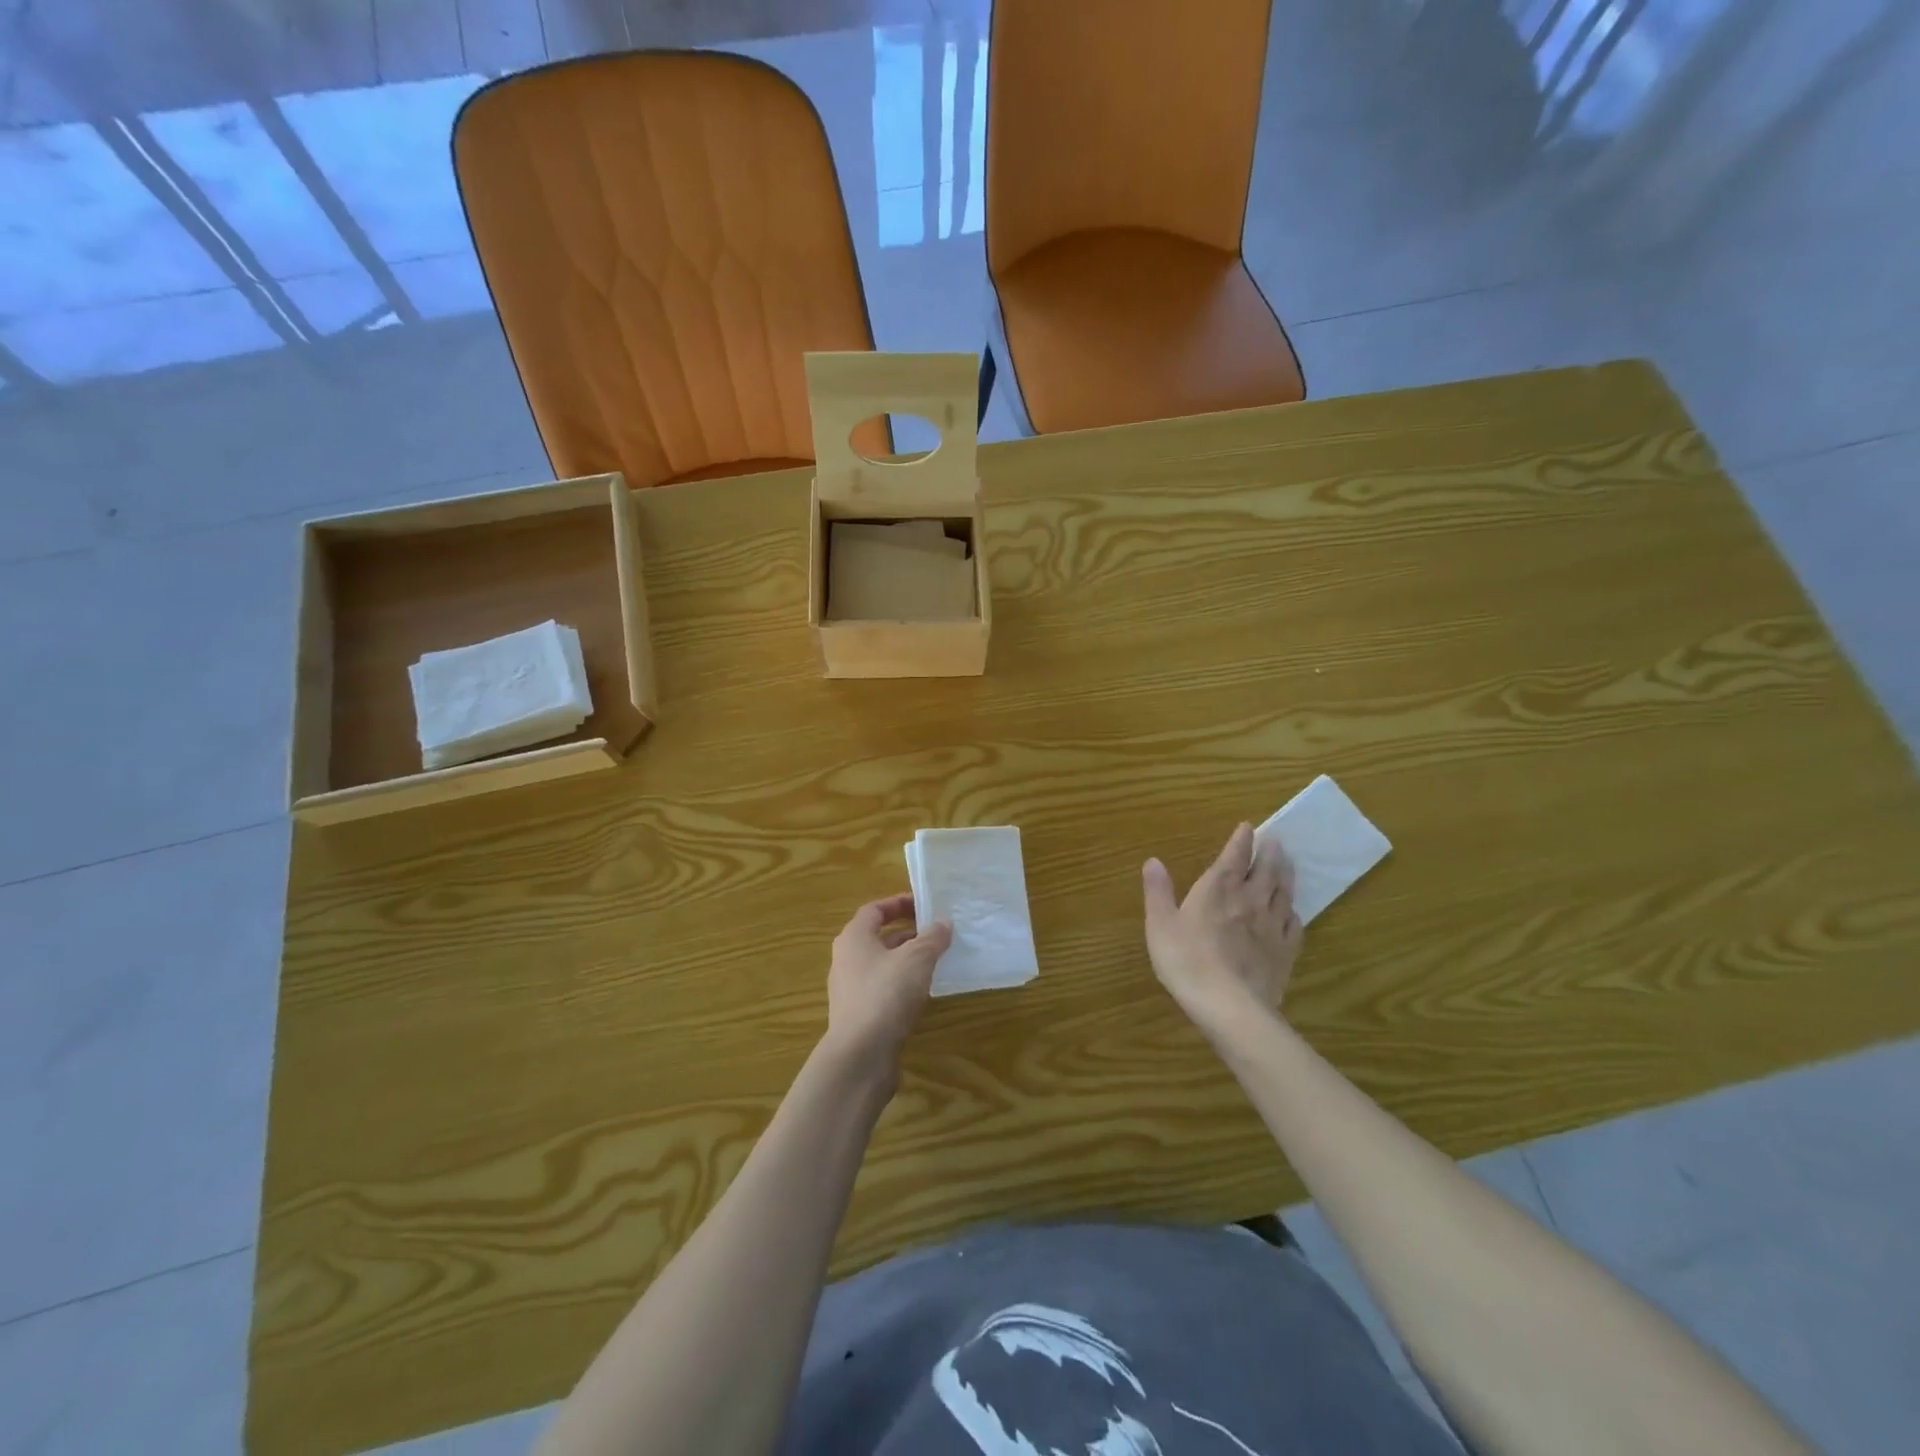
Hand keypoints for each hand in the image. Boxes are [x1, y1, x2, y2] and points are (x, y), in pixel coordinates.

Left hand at [823, 893, 952, 1079]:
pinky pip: (883, 989)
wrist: (860, 1056)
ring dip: (907, 960)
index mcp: (854, 938)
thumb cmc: (886, 994)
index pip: (874, 910)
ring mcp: (850, 990)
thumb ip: (932, 938)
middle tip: (937, 933)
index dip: (899, 903)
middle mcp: (846, 960)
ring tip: (936, 961)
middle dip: (908, 933)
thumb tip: (943, 922)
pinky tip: (923, 993)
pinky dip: (903, 985)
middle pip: (878, 937)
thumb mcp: (917, 959)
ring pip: (882, 965)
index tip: (924, 905)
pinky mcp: (859, 1016)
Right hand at [1142, 823, 1302, 1037]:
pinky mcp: (1285, 951)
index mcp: (1219, 889)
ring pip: (1283, 891)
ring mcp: (1272, 925)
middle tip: (1276, 840)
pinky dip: (1293, 911)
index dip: (1241, 840)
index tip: (1248, 826)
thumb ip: (1158, 891)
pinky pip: (1294, 924)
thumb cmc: (1187, 961)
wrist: (1230, 1006)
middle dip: (1270, 852)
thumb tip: (1153, 860)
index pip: (1234, 856)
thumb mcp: (1160, 924)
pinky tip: (1292, 912)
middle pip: (1266, 869)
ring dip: (1286, 874)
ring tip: (1289, 863)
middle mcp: (1250, 899)